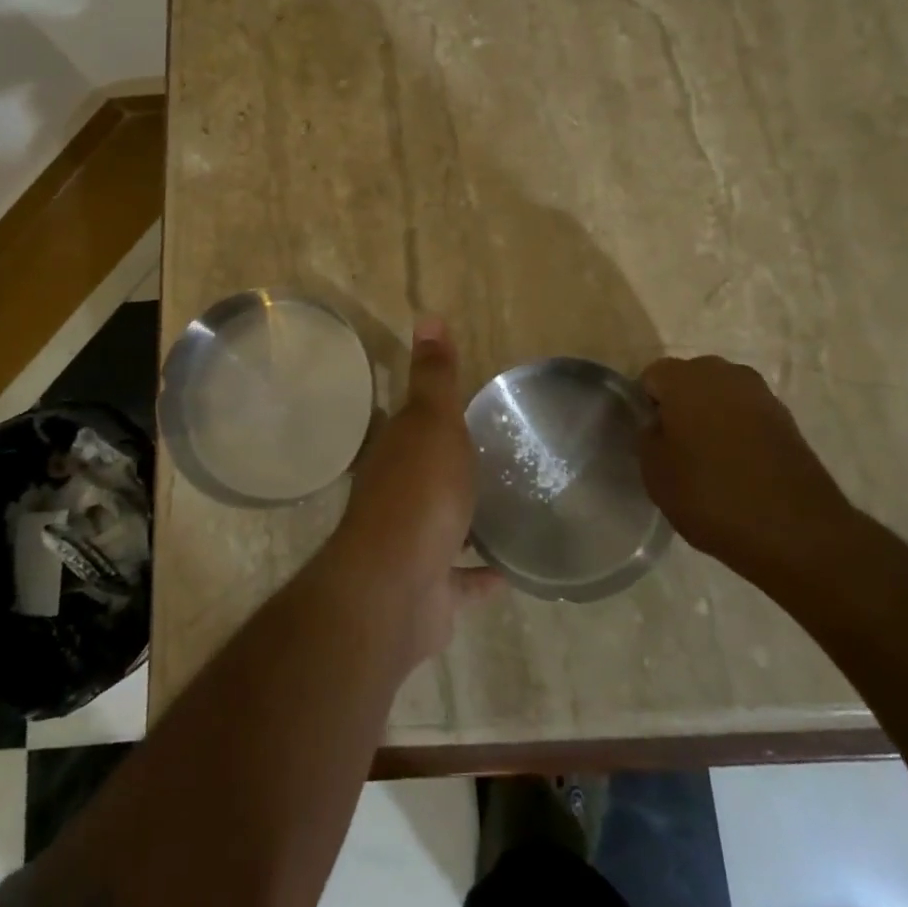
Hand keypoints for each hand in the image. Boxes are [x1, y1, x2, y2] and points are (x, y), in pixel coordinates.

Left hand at [331, 317, 505, 665]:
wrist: (395, 588)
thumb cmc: (419, 493)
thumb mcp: (432, 422)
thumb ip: (434, 377)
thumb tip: (427, 316)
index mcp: (396, 452)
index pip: (413, 422)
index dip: (434, 412)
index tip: (465, 407)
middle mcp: (397, 495)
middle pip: (425, 473)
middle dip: (451, 467)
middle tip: (496, 457)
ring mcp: (411, 545)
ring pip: (442, 526)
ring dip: (466, 519)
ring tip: (509, 508)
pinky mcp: (430, 590)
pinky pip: (461, 580)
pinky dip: (481, 577)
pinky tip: (511, 571)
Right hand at [638, 356, 858, 587]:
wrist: (796, 531)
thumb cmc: (711, 495)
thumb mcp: (655, 472)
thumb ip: (648, 438)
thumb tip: (659, 425)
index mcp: (685, 378)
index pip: (652, 376)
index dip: (647, 406)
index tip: (651, 439)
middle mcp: (724, 373)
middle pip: (690, 380)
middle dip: (681, 406)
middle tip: (677, 447)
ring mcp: (760, 394)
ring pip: (721, 396)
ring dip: (712, 417)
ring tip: (710, 460)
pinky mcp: (787, 419)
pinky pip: (748, 416)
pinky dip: (740, 432)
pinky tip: (739, 467)